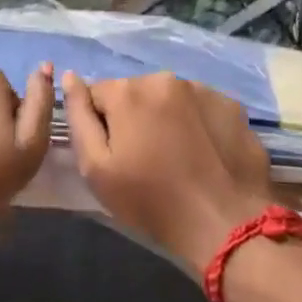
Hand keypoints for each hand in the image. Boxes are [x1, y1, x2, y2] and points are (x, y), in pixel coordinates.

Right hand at [61, 71, 272, 276]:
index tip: (115, 154)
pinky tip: (204, 155)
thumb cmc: (151, 201)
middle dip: (135, 118)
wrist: (225, 225)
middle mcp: (165, 79)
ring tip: (178, 158)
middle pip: (136, 93)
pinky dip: (198, 124)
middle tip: (146, 159)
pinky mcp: (232, 106)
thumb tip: (69, 76)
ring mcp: (204, 90)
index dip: (101, 124)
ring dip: (167, 119)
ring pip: (170, 99)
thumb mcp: (96, 168)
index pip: (98, 94)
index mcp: (128, 91)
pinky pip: (202, 108)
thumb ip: (78, 116)